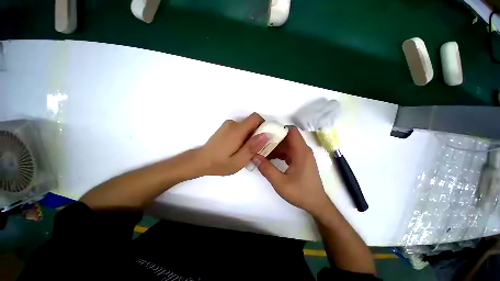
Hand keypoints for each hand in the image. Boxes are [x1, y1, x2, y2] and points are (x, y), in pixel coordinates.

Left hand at [198, 113, 268, 175]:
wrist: (200, 161)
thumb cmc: (220, 163)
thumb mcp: (239, 160)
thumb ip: (253, 147)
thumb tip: (267, 135)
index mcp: (237, 130)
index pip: (256, 117)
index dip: (264, 125)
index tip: (265, 138)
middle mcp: (233, 123)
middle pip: (252, 123)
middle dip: (257, 134)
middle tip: (256, 149)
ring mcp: (228, 125)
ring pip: (246, 127)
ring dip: (250, 136)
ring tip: (246, 151)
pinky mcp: (225, 128)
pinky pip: (240, 129)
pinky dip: (244, 136)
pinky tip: (238, 148)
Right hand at [251, 126, 330, 214]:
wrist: (316, 204)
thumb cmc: (300, 193)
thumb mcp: (280, 183)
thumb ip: (266, 169)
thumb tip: (253, 156)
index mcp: (301, 152)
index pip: (291, 131)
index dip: (279, 129)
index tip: (265, 133)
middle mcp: (303, 150)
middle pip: (287, 137)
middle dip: (273, 139)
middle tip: (259, 143)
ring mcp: (302, 155)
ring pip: (286, 145)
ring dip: (275, 147)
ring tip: (261, 152)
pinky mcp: (300, 160)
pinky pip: (288, 152)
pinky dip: (278, 153)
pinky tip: (269, 159)